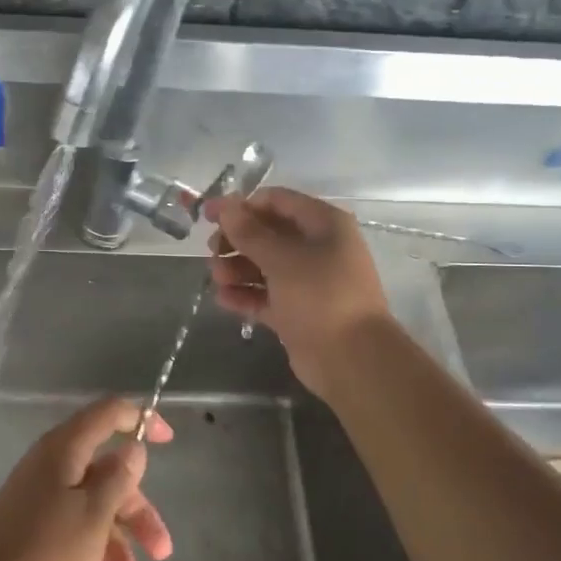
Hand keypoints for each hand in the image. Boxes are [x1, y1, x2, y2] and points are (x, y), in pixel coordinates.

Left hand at [0, 397, 174, 560]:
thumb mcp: (95, 514)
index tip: (168, 440)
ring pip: (95, 503)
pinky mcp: (34, 527)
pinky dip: (98, 549)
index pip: (107, 413)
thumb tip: (131, 448)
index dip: (140, 419)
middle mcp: (51, 465)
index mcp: (63, 448)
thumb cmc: (48, 553)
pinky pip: (77, 525)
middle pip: (106, 470)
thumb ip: (118, 477)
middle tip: (162, 547)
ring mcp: (40, 497)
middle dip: (138, 508)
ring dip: (122, 538)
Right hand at [204, 187, 393, 399]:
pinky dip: (245, 295)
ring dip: (237, 269)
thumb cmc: (320, 296)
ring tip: (217, 279)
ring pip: (265, 266)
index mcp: (324, 224)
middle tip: (212, 252)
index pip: (277, 201)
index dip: (241, 206)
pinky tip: (223, 299)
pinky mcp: (298, 311)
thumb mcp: (282, 259)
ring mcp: (308, 282)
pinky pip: (266, 296)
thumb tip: (226, 206)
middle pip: (268, 234)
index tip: (209, 215)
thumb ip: (250, 232)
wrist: (351, 360)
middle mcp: (318, 248)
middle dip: (236, 241)